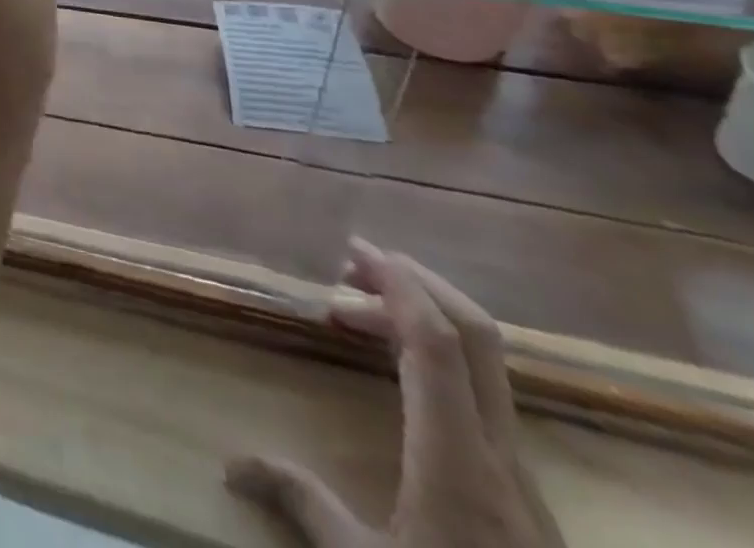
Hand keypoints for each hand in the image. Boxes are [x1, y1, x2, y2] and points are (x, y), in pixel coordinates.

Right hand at [227, 241, 564, 547]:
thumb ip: (304, 503)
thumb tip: (231, 463)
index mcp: (457, 458)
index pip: (438, 343)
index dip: (399, 284)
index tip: (354, 250)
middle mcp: (498, 453)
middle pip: (477, 337)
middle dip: (417, 283)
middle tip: (353, 263)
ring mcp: (519, 473)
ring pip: (484, 364)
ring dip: (425, 319)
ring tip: (357, 312)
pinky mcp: (522, 492)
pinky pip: (482, 395)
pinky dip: (437, 358)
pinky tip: (397, 372)